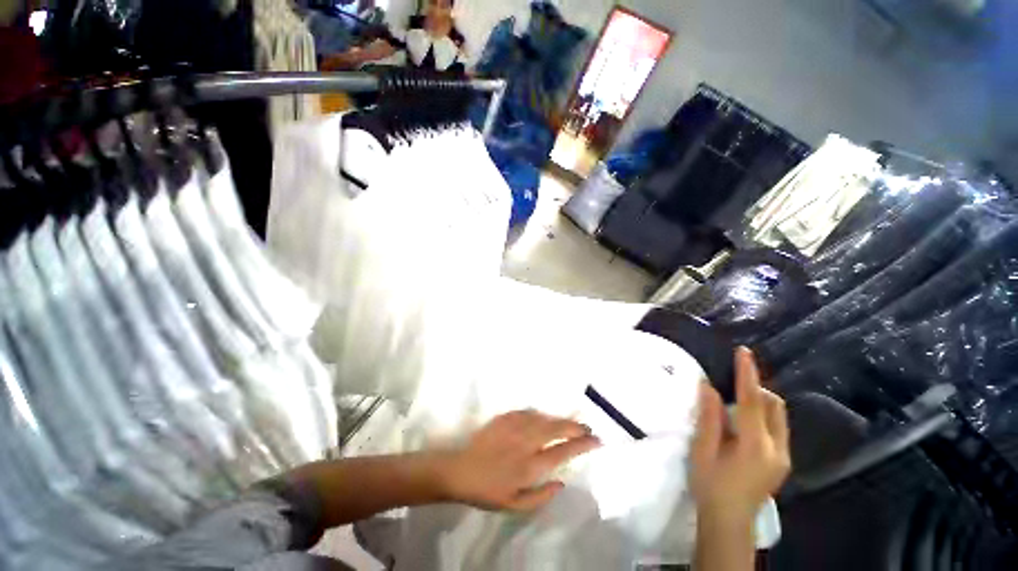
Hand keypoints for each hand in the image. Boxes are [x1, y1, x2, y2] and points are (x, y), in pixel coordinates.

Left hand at [439, 410, 601, 512]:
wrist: (460, 470)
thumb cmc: (488, 491)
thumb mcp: (515, 505)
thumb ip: (541, 496)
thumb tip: (562, 482)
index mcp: (530, 466)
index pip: (563, 451)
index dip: (582, 444)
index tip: (596, 440)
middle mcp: (526, 442)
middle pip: (556, 429)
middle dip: (575, 427)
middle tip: (587, 428)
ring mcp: (515, 427)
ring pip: (544, 418)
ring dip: (560, 419)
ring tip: (571, 423)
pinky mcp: (505, 418)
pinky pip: (528, 412)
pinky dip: (541, 414)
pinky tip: (545, 417)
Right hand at [690, 348, 790, 524]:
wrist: (729, 521)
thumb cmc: (711, 485)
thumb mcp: (703, 450)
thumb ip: (709, 417)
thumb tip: (709, 387)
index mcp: (756, 446)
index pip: (753, 401)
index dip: (748, 375)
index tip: (744, 352)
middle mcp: (777, 448)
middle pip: (773, 405)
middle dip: (755, 389)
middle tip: (729, 387)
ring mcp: (783, 456)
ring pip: (777, 415)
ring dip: (758, 402)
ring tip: (732, 407)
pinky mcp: (782, 461)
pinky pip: (776, 426)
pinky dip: (761, 416)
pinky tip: (741, 425)